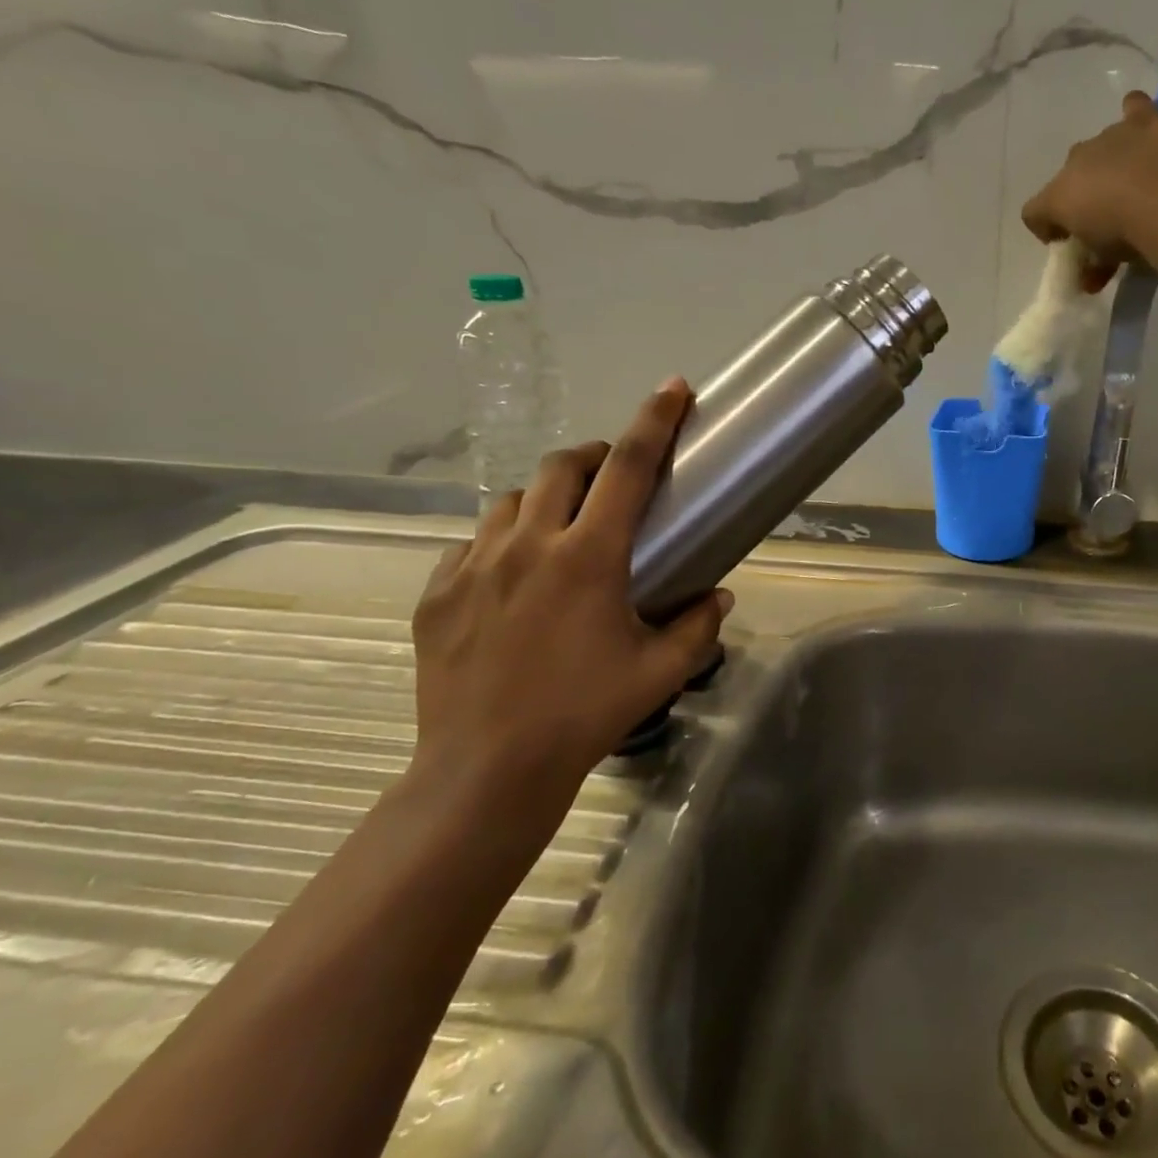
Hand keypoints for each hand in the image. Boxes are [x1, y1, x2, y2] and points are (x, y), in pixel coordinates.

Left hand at [407, 379, 729, 833]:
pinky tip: (514, 578)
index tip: (673, 388)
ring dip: (546, 498)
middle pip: (561, 465)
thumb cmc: (585, 714)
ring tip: (563, 530)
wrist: (487, 768)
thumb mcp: (659, 671)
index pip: (628, 466)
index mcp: (589, 556)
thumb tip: (719, 595)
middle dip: (594, 456)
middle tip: (613, 477)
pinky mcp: (438, 592)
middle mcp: (529, 544)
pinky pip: (474, 543)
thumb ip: (698, 626)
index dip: (654, 420)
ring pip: (513, 500)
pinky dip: (503, 542)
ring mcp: (474, 564)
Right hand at [1021, 91, 1157, 289]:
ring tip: (1129, 192)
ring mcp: (1112, 137)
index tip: (1069, 246)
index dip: (1049, 227)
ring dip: (1108, 167)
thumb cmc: (1123, 233)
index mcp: (1058, 192)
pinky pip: (1133, 107)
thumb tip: (1091, 278)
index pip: (1037, 210)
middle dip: (1082, 198)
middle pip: (1070, 178)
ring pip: (1099, 148)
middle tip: (1104, 224)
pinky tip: (1138, 123)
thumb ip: (1089, 265)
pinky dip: (1133, 113)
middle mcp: (1077, 159)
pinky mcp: (1147, 122)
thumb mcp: (1099, 262)